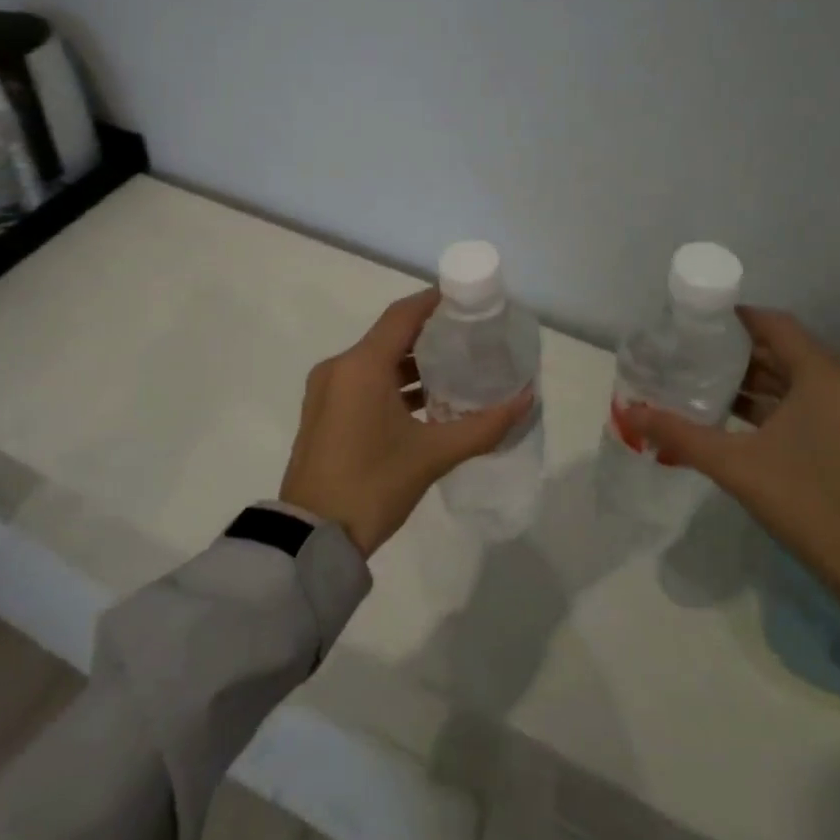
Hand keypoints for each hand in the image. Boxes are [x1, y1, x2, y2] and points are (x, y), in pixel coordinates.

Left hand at [279, 288, 533, 556]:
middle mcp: (339, 368)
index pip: (403, 315)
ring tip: (455, 370)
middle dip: (430, 335)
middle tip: (471, 338)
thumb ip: (483, 426)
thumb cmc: (373, 485)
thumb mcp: (433, 455)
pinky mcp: (323, 413)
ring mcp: (326, 391)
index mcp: (361, 366)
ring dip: (412, 363)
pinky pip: (363, 382)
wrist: (312, 538)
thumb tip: (526, 400)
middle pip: (390, 336)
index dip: (435, 302)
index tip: (468, 301)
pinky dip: (392, 384)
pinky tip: (424, 402)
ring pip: (376, 361)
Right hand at [625, 309, 839, 615]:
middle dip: (739, 353)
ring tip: (705, 382)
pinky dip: (779, 403)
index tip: (695, 323)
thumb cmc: (809, 505)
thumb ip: (680, 434)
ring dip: (757, 381)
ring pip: (800, 379)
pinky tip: (739, 416)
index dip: (734, 319)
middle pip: (786, 351)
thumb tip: (630, 413)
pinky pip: (814, 402)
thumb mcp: (737, 466)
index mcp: (826, 376)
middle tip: (691, 354)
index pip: (775, 324)